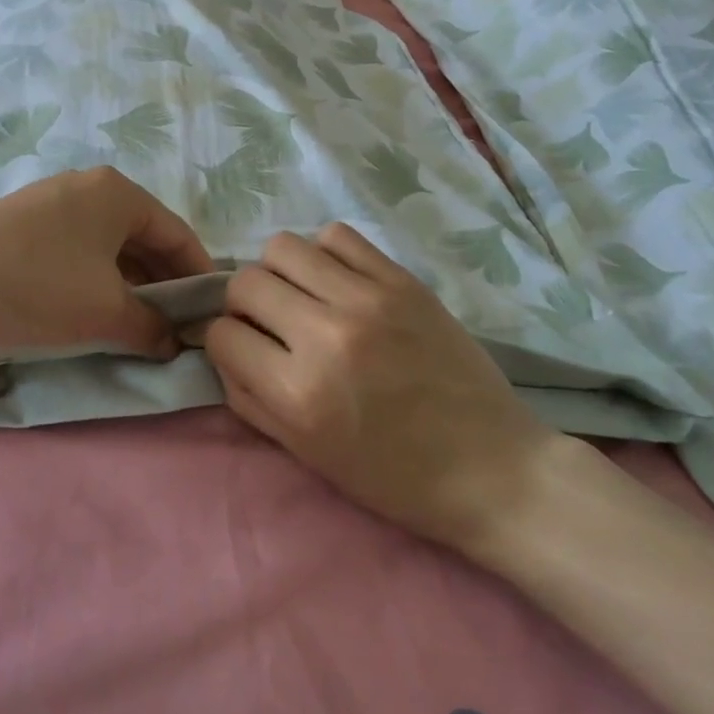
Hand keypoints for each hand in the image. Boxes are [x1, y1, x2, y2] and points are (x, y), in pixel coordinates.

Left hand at [0, 168, 213, 356]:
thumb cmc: (38, 287)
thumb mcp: (105, 312)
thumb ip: (151, 327)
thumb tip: (173, 343)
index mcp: (119, 194)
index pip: (177, 233)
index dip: (199, 274)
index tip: (210, 312)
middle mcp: (89, 186)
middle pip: (143, 235)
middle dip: (163, 280)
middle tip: (176, 322)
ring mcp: (52, 200)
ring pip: (109, 242)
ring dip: (130, 281)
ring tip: (139, 320)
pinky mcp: (24, 220)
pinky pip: (79, 245)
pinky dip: (97, 275)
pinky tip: (94, 306)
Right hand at [204, 223, 570, 558]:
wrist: (491, 469)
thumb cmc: (393, 477)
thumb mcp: (305, 455)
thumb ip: (250, 399)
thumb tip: (226, 349)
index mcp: (298, 393)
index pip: (222, 335)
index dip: (226, 343)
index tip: (246, 351)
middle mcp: (325, 336)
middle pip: (245, 282)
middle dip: (244, 304)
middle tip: (272, 323)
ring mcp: (367, 300)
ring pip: (283, 247)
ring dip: (280, 272)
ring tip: (304, 297)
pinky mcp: (402, 281)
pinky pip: (337, 236)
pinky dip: (325, 255)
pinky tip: (340, 283)